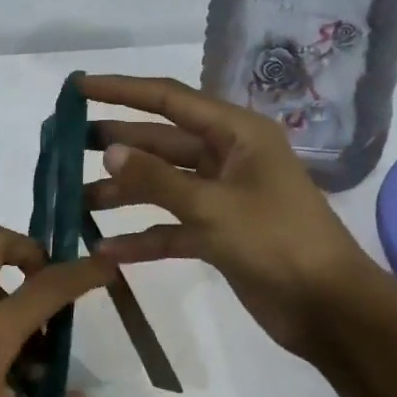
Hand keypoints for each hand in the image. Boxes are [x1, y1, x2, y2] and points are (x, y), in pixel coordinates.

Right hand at [79, 74, 380, 366]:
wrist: (329, 308)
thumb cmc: (277, 242)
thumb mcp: (213, 207)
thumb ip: (157, 179)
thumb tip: (110, 151)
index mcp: (236, 134)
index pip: (169, 99)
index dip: (122, 90)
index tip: (78, 88)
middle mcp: (227, 157)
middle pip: (161, 142)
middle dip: (117, 144)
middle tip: (67, 146)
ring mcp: (221, 196)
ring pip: (161, 185)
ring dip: (123, 194)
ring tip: (75, 200)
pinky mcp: (216, 233)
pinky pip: (170, 226)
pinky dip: (141, 237)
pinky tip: (104, 250)